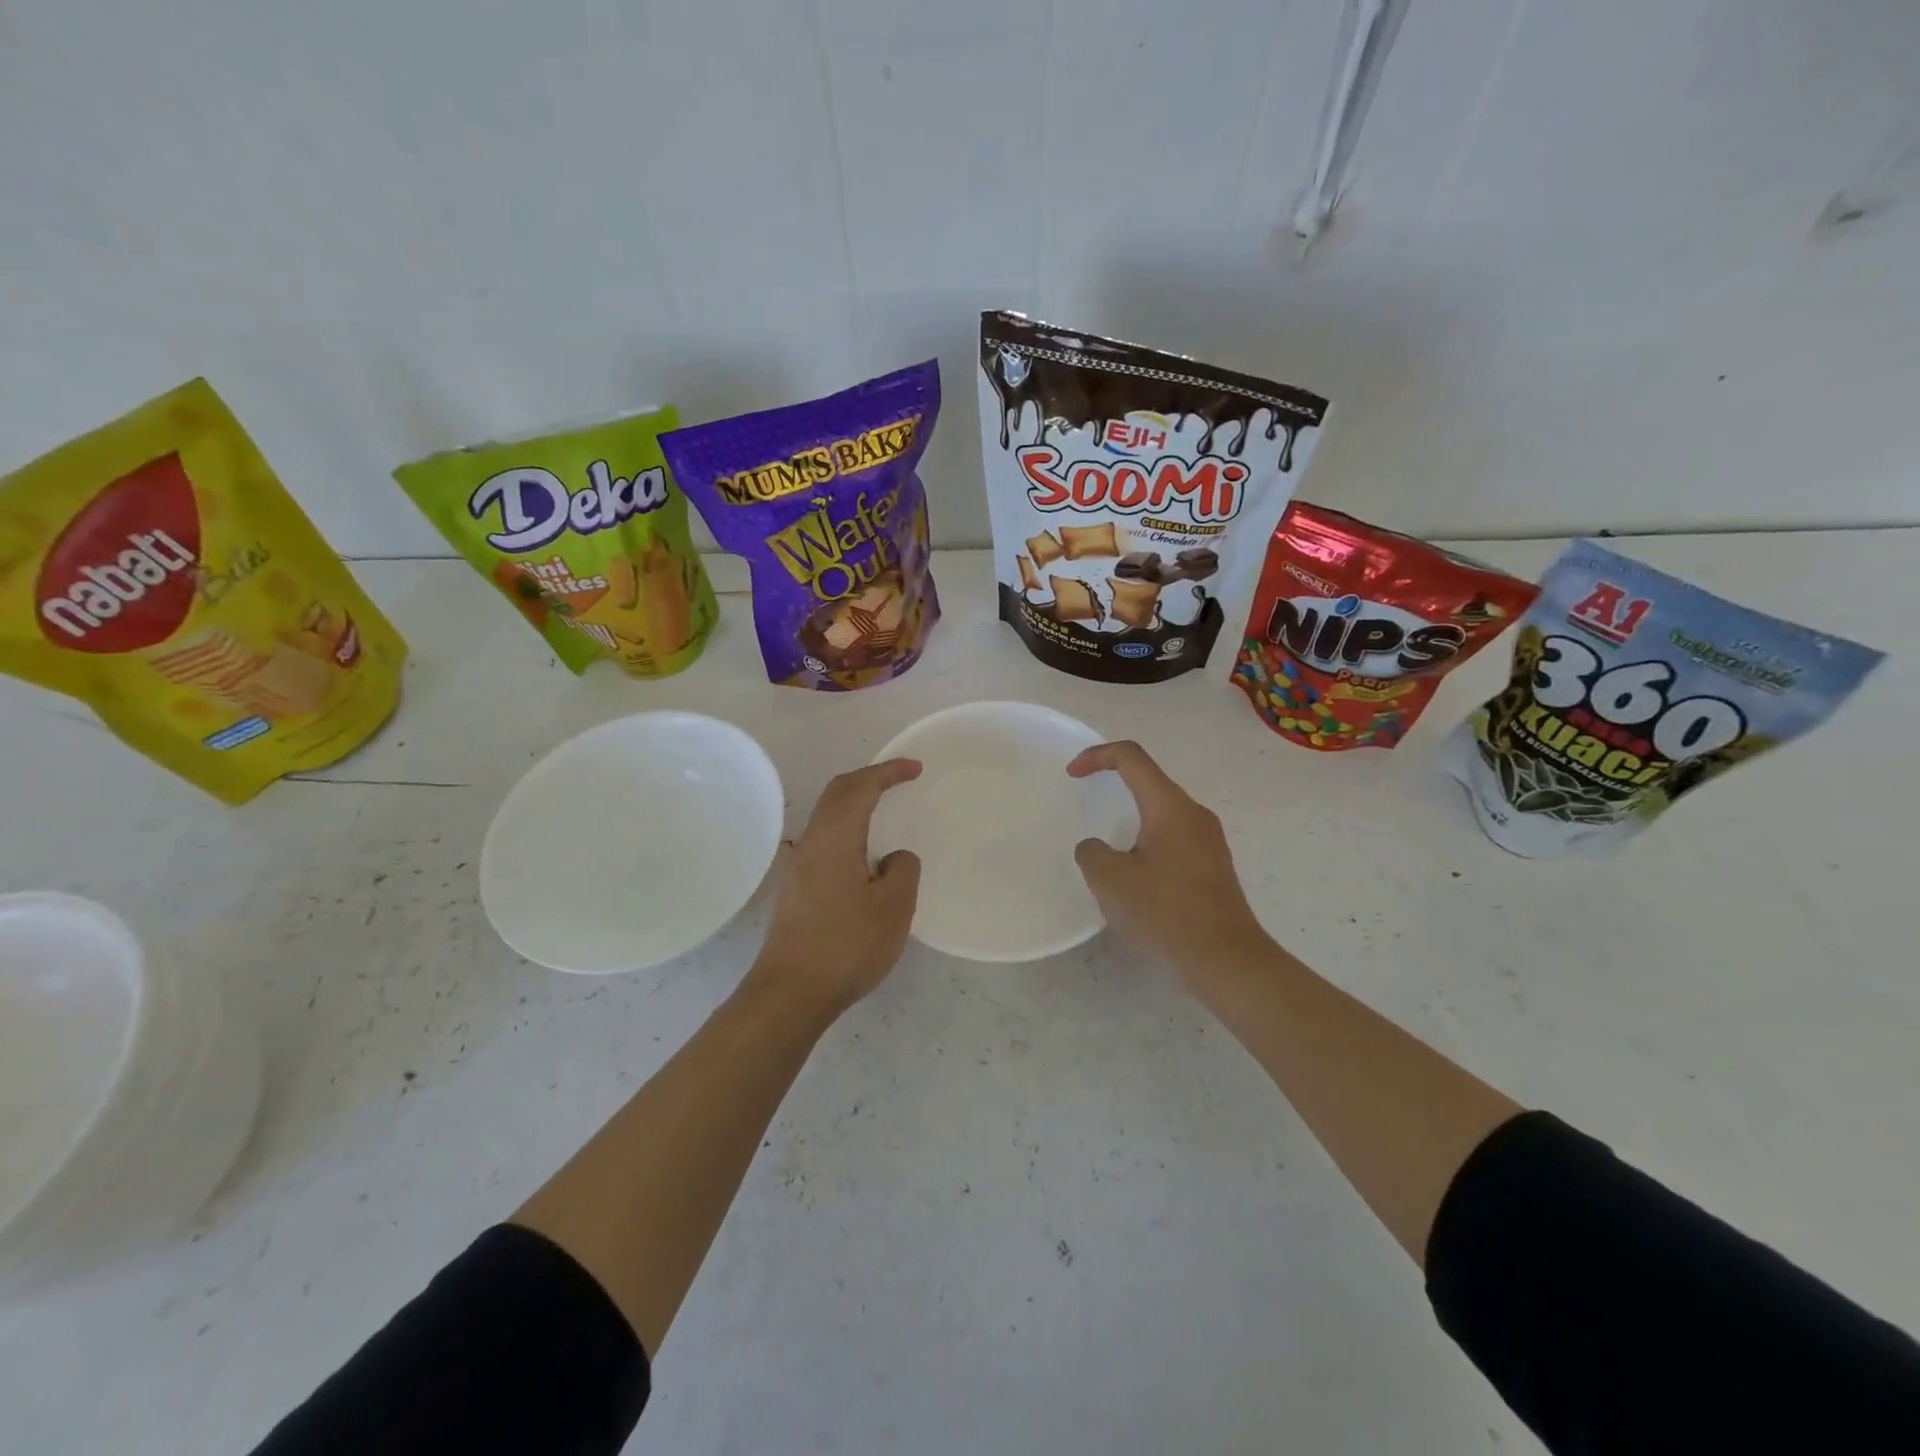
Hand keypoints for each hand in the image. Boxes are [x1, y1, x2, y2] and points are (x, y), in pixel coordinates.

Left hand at [746, 759, 923, 1017]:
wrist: (790, 993)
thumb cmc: (846, 945)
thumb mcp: (894, 907)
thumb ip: (903, 870)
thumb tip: (893, 857)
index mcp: (835, 838)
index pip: (860, 787)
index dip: (888, 772)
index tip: (915, 768)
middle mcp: (811, 843)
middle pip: (836, 794)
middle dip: (868, 779)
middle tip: (899, 780)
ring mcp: (799, 867)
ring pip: (828, 817)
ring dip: (855, 804)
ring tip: (883, 812)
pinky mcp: (796, 890)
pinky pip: (826, 841)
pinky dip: (848, 830)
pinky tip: (863, 856)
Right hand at [1068, 741, 1268, 974]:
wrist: (1225, 959)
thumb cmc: (1164, 911)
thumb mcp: (1109, 879)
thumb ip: (1091, 852)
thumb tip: (1097, 848)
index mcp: (1170, 806)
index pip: (1132, 758)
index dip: (1097, 756)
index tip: (1072, 775)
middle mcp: (1195, 814)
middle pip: (1150, 782)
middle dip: (1115, 784)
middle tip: (1088, 803)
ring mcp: (1210, 841)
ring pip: (1163, 812)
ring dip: (1133, 818)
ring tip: (1109, 848)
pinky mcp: (1215, 866)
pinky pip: (1175, 839)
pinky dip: (1149, 842)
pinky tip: (1137, 877)